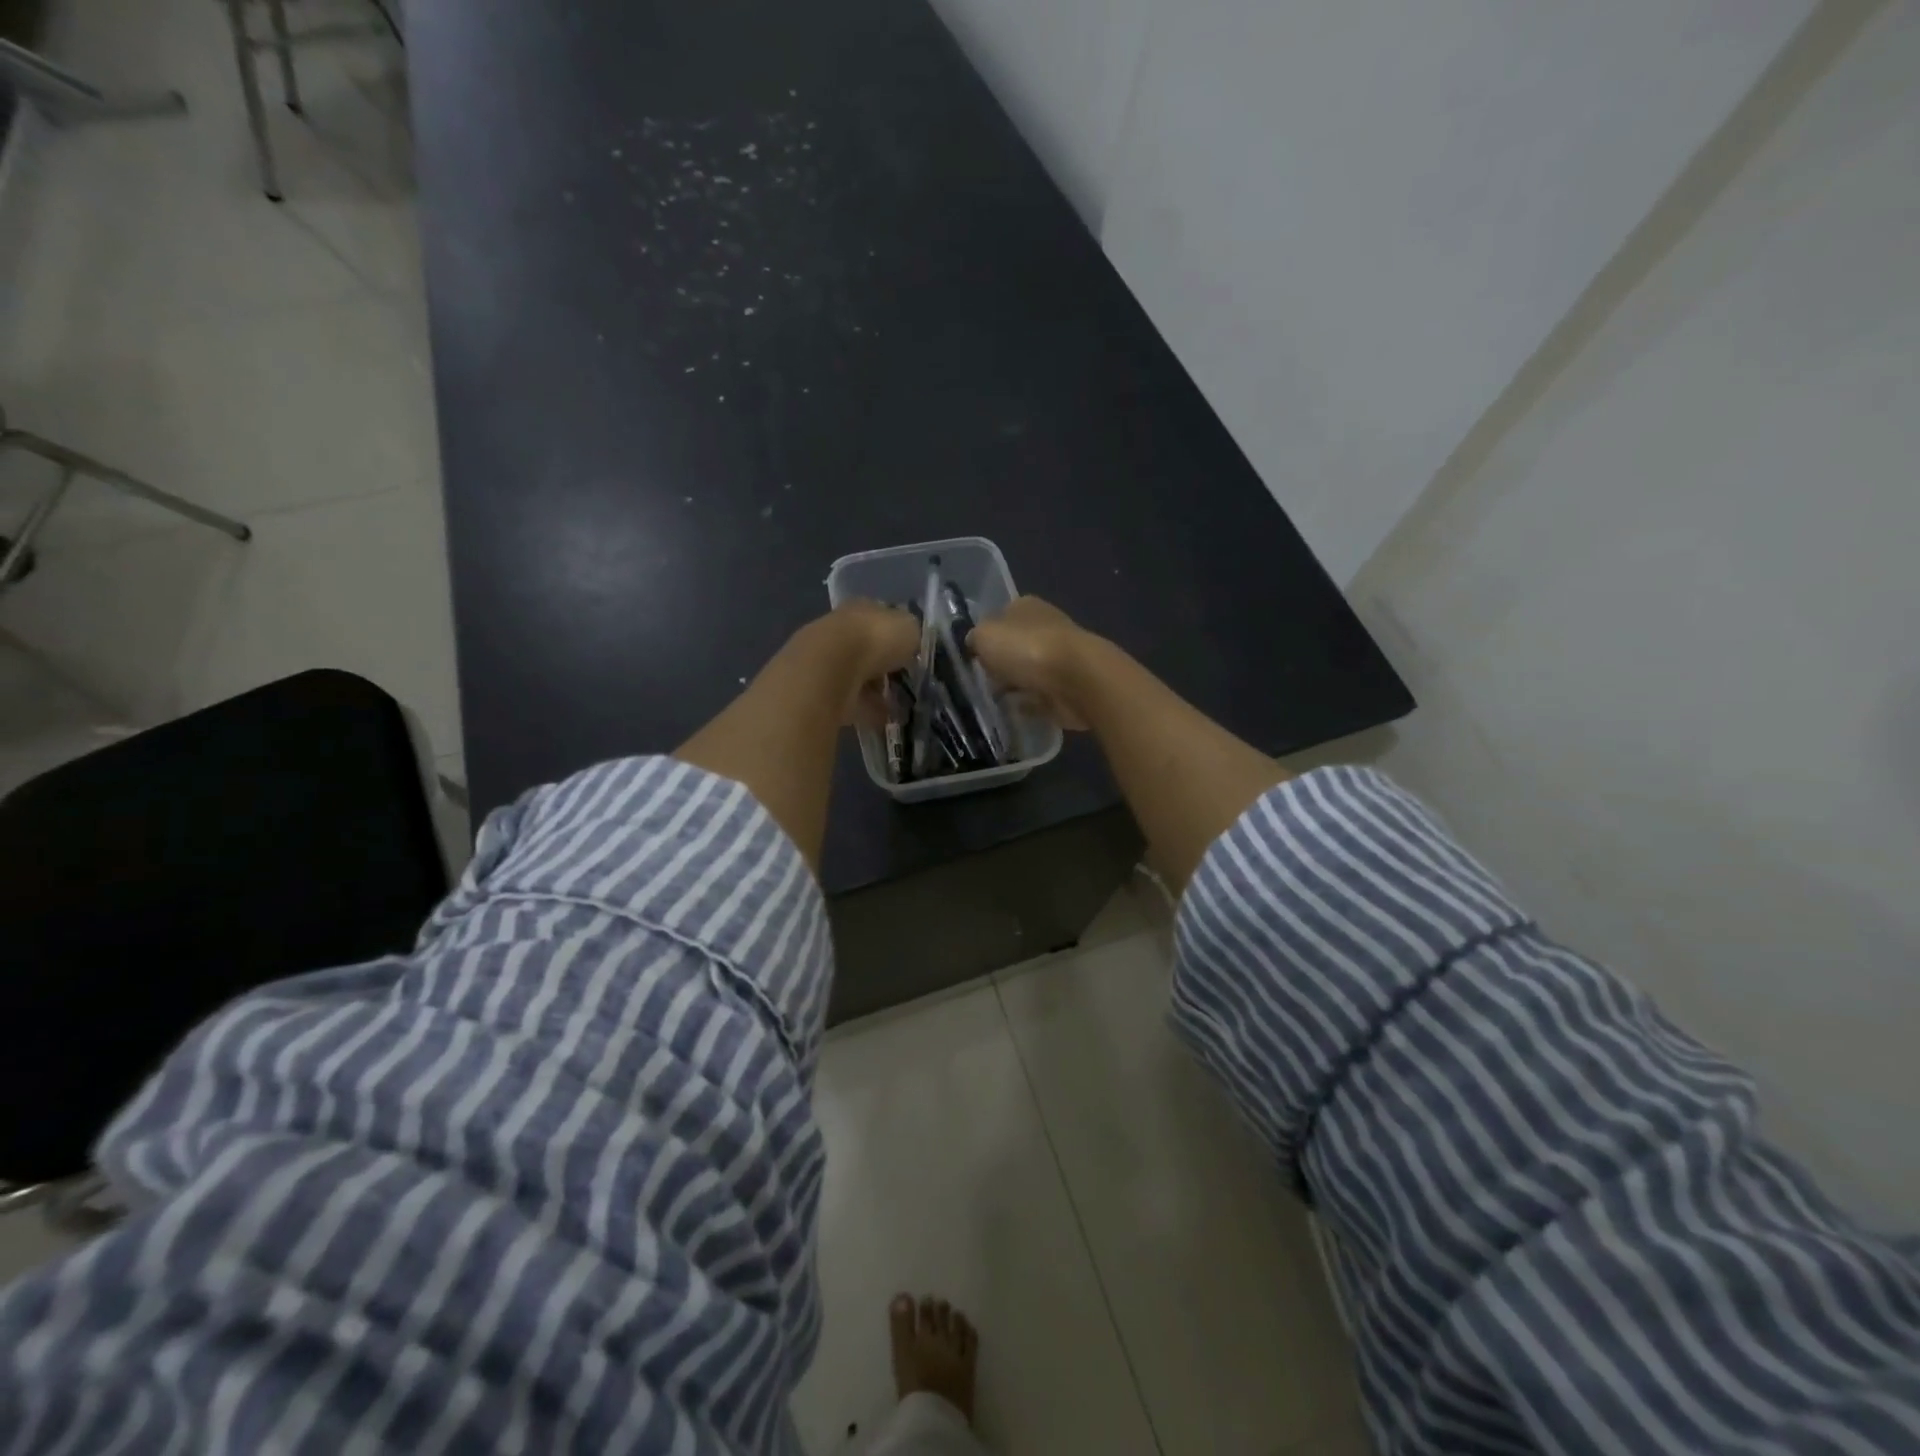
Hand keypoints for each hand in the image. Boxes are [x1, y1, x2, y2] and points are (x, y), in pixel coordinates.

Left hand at [804, 599, 918, 723]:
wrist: (831, 669)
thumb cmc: (875, 640)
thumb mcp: (909, 628)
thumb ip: (911, 635)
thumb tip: (909, 644)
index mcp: (861, 609)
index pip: (882, 619)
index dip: (897, 637)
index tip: (911, 656)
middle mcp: (841, 630)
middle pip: (868, 650)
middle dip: (884, 667)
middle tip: (904, 684)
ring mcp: (827, 660)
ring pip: (857, 676)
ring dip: (874, 691)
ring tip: (896, 707)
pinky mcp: (819, 689)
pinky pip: (849, 700)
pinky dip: (865, 709)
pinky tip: (881, 719)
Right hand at [969, 596, 1094, 729]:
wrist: (1077, 680)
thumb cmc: (1026, 649)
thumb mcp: (984, 636)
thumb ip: (975, 638)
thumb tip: (974, 643)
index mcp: (1026, 606)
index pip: (1001, 617)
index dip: (987, 636)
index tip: (973, 656)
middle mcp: (1046, 627)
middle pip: (1016, 646)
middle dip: (1001, 663)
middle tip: (982, 681)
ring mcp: (1060, 658)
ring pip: (1029, 671)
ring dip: (1015, 684)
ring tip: (994, 700)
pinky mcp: (1068, 687)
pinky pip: (1041, 696)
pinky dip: (1030, 703)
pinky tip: (1015, 711)